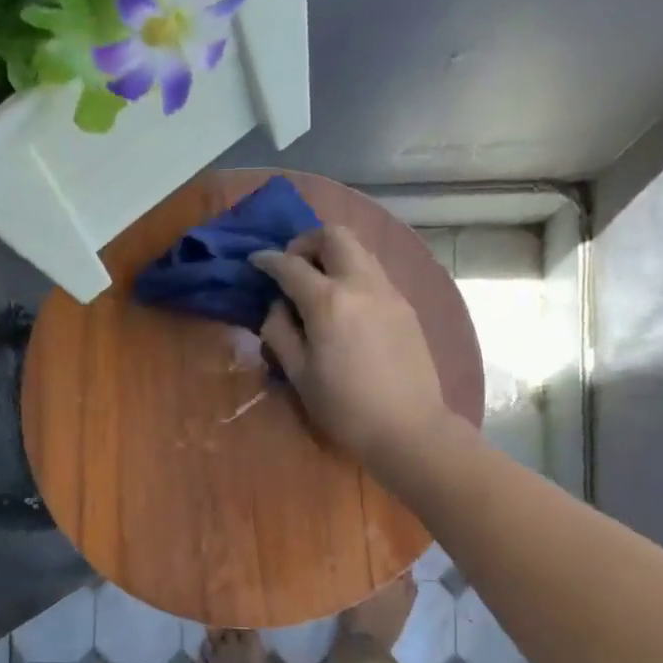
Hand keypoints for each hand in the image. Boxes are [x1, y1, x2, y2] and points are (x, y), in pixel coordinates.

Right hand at [251, 225, 451, 472]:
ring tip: (318, 283)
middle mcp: (360, 284)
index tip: (255, 262)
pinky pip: (374, 272)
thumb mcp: (299, 375)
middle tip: (292, 266)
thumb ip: (280, 333)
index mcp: (328, 301)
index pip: (290, 265)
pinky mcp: (405, 305)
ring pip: (359, 249)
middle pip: (333, 236)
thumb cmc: (345, 408)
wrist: (407, 426)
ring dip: (333, 254)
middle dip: (306, 242)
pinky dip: (352, 273)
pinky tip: (345, 305)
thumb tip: (278, 307)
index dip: (268, 260)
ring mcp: (388, 291)